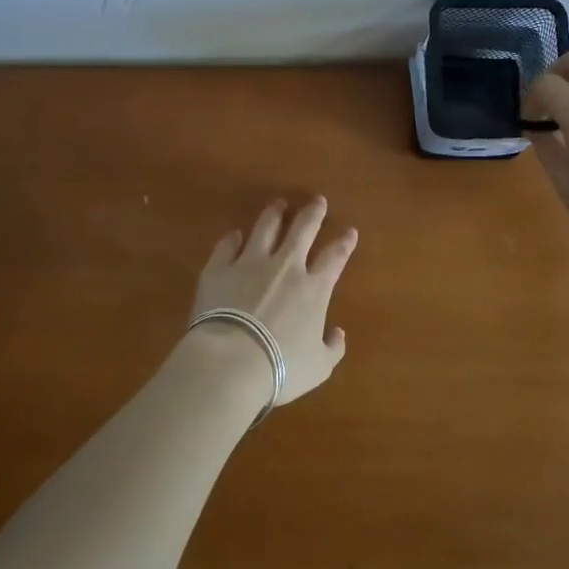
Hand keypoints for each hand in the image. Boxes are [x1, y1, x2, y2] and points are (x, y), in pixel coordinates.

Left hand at [189, 197, 357, 406]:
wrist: (230, 362)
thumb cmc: (280, 368)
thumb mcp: (318, 367)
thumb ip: (333, 348)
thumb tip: (338, 333)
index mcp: (313, 289)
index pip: (334, 258)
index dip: (344, 243)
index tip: (350, 232)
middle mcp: (285, 267)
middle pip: (302, 230)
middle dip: (313, 213)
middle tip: (318, 200)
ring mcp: (250, 263)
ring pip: (265, 228)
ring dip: (275, 214)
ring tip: (279, 204)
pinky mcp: (219, 268)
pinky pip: (227, 245)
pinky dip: (233, 238)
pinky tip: (235, 235)